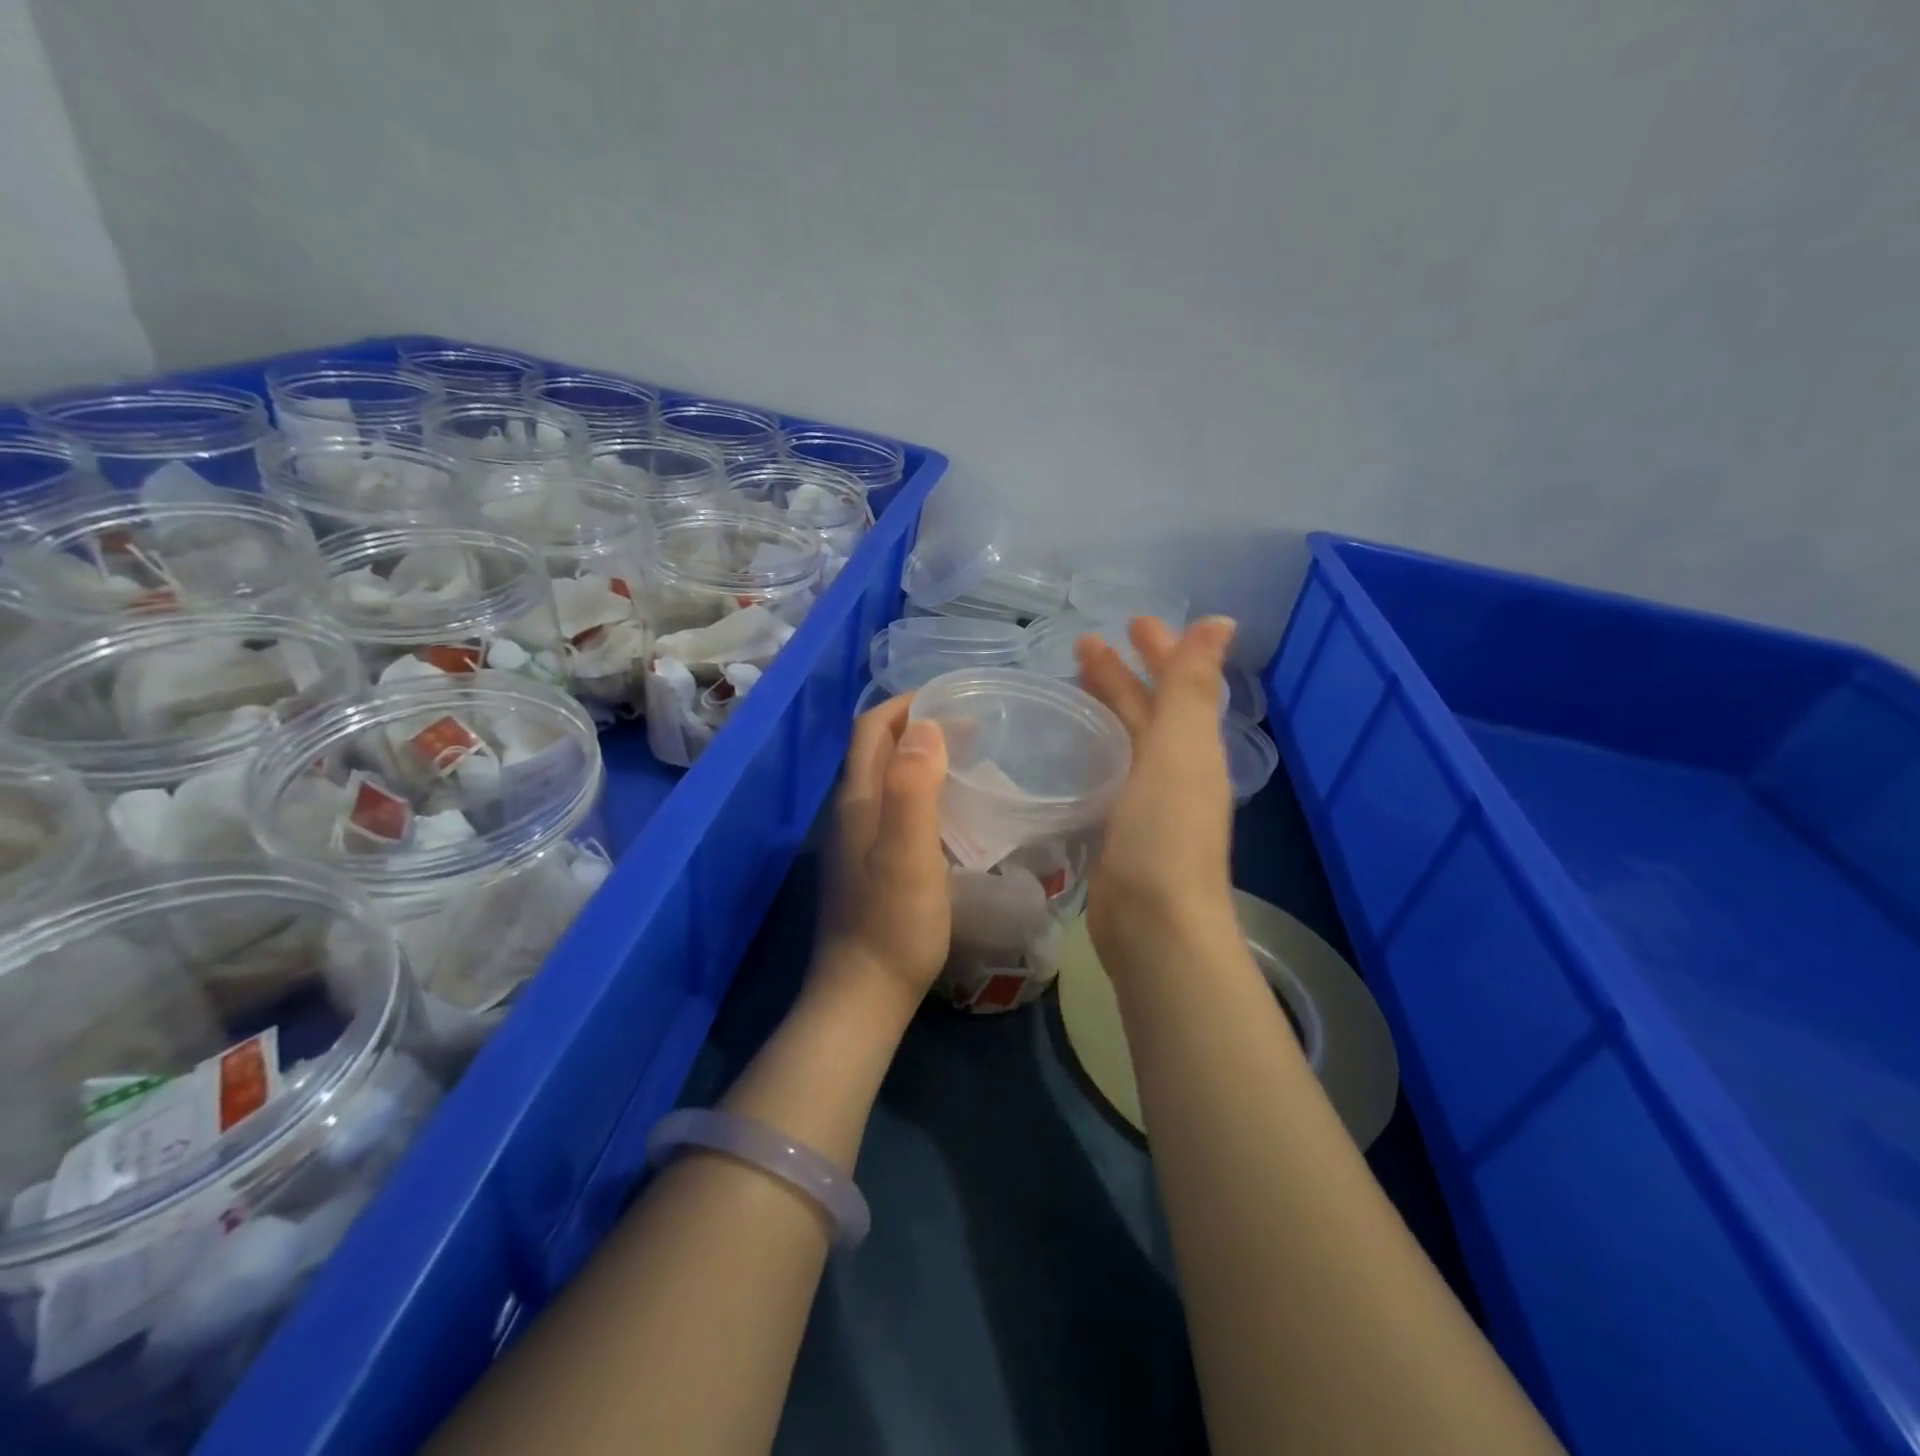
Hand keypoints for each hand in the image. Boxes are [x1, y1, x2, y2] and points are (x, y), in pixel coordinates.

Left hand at [814, 694, 951, 1013]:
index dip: (905, 704)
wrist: (863, 995)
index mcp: (857, 801)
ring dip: (918, 757)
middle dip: (916, 725)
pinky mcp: (867, 865)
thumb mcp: (908, 853)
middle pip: (875, 750)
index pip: (872, 729)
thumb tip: (924, 726)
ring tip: (965, 758)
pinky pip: (892, 807)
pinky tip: (949, 810)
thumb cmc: (893, 923)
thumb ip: (913, 787)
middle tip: (969, 726)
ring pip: (884, 779)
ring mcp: (855, 841)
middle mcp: (849, 812)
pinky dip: (919, 790)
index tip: (951, 697)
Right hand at [1076, 617, 1239, 962]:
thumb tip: (1222, 621)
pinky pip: (1108, 775)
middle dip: (1121, 675)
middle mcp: (1174, 771)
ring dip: (1105, 710)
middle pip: (1146, 711)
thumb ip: (1193, 686)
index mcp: (1192, 747)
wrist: (1154, 923)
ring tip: (1070, 686)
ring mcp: (1147, 804)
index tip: (1130, 621)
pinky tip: (1069, 751)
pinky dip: (1093, 752)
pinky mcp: (1119, 831)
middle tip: (1082, 645)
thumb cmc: (1165, 832)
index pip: (1175, 685)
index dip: (1158, 650)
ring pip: (1126, 742)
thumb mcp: (1181, 749)